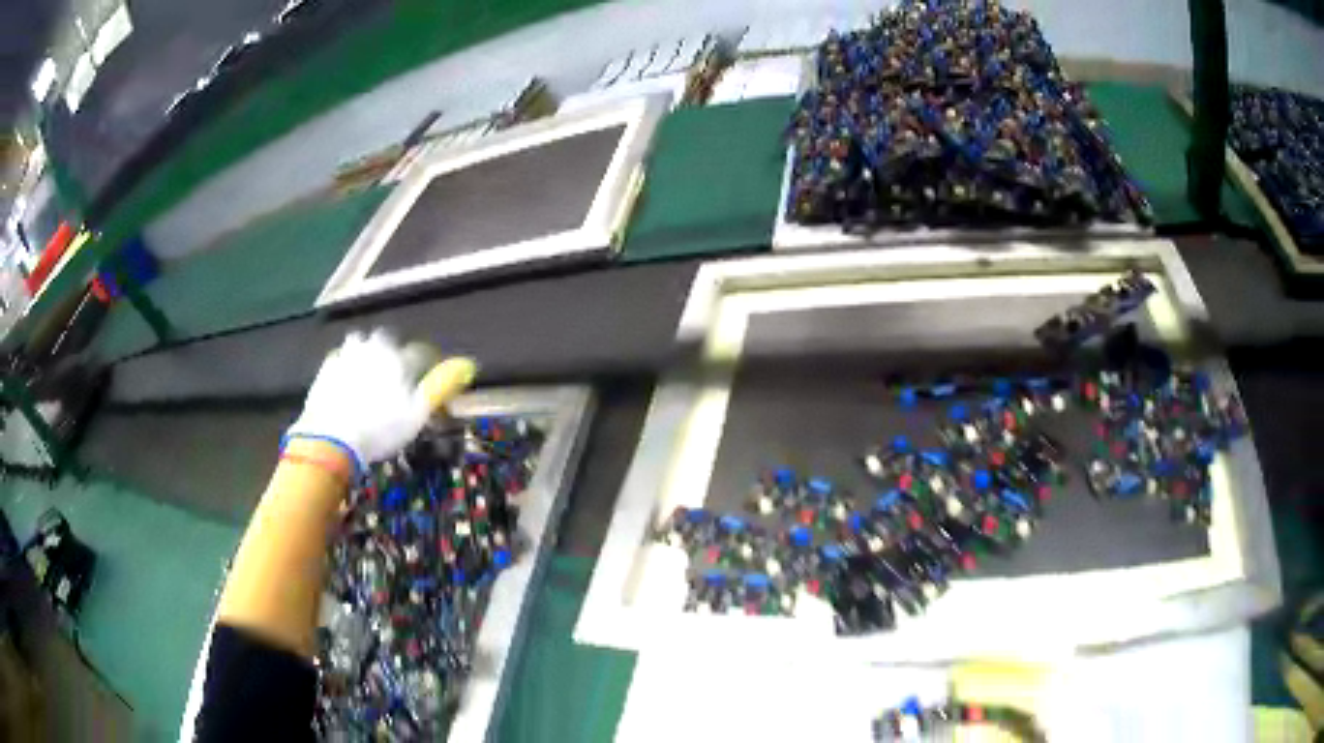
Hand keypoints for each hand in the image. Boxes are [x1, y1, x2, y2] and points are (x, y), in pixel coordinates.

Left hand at [285, 330, 441, 474]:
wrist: (332, 437)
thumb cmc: (380, 427)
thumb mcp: (417, 413)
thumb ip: (441, 385)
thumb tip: (469, 364)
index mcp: (399, 357)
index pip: (420, 352)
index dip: (427, 364)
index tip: (426, 379)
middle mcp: (374, 347)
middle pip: (387, 340)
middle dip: (393, 352)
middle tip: (394, 376)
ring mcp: (348, 354)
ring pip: (362, 343)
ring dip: (367, 353)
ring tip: (369, 374)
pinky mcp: (327, 366)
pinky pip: (341, 357)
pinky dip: (346, 364)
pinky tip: (347, 381)